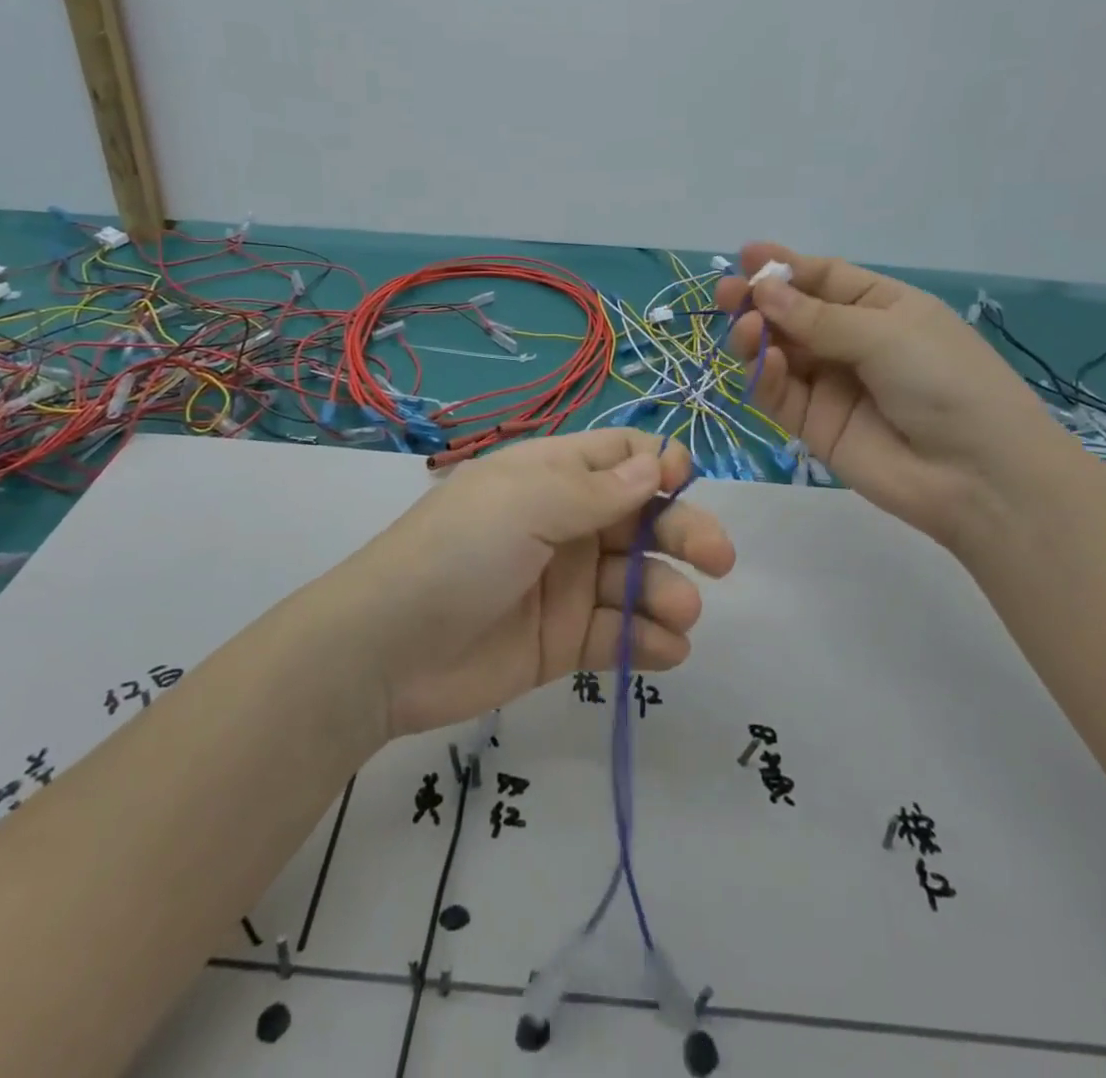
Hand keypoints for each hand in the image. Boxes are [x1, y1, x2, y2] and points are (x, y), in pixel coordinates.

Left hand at [330, 428, 734, 738]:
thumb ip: (597, 488)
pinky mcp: (564, 641)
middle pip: (643, 518)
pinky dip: (649, 642)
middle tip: (717, 560)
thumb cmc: (458, 552)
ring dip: (668, 594)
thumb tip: (658, 463)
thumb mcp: (525, 503)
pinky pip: (619, 635)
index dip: (658, 465)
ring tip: (678, 616)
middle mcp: (565, 524)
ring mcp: (567, 585)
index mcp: (551, 477)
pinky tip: (665, 650)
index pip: (620, 455)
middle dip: (684, 533)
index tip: (681, 484)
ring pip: (639, 580)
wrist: (387, 649)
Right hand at [716, 243, 1073, 550]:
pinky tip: (765, 363)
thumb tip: (762, 292)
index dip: (784, 266)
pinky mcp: (813, 424)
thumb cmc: (946, 381)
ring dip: (756, 337)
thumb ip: (818, 318)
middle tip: (727, 295)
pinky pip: (779, 393)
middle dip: (758, 301)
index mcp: (881, 308)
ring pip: (777, 353)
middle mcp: (851, 342)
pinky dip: (765, 376)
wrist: (976, 475)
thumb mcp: (887, 333)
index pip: (823, 279)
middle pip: (792, 315)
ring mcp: (830, 384)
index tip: (744, 256)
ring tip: (747, 330)